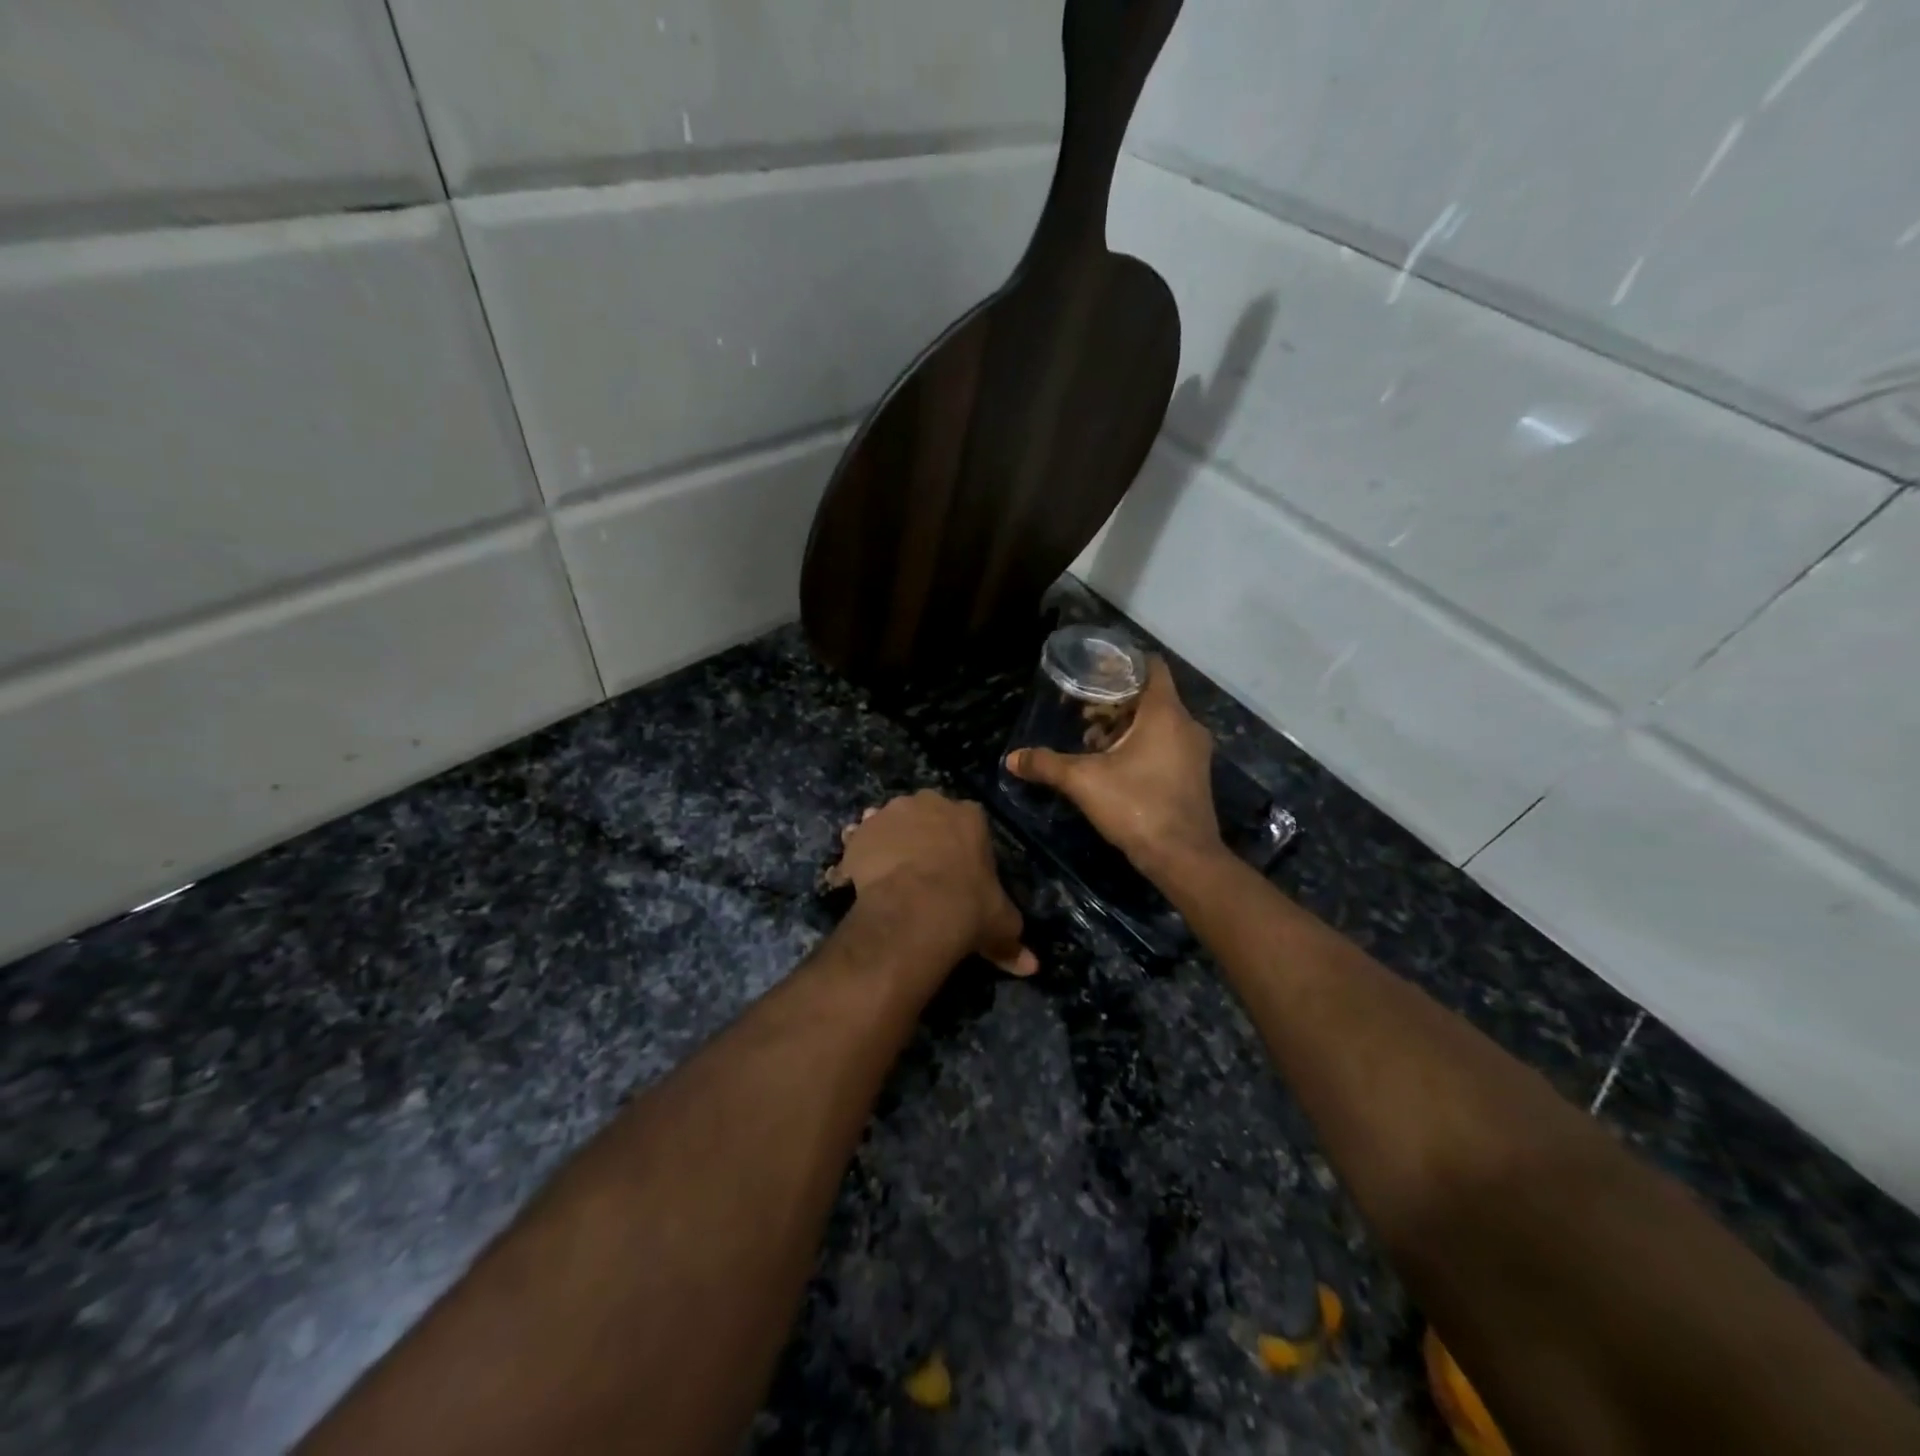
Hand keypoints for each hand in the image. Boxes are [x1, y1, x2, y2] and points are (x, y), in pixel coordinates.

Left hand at [825, 791, 1036, 975]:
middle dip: (922, 836)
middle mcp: (929, 803)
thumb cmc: (968, 907)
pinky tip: (858, 880)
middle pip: (926, 815)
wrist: (914, 910)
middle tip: (922, 872)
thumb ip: (1013, 941)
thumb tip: (1032, 967)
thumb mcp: (1001, 924)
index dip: (961, 845)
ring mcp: (890, 814)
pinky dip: (858, 857)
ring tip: (887, 875)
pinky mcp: (860, 833)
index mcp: (970, 815)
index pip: (968, 822)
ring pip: (889, 824)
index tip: (957, 870)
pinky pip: (859, 842)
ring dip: (888, 841)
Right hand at [1005, 656, 1223, 881]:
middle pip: (1150, 696)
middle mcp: (1186, 724)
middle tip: (1082, 711)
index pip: (1151, 666)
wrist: (1183, 858)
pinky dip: (1142, 745)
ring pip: (1158, 723)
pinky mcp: (1194, 774)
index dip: (1123, 662)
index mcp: (1165, 713)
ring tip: (1092, 741)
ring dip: (1127, 726)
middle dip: (1115, 701)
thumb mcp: (1084, 782)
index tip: (1095, 669)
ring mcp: (1194, 751)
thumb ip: (1047, 765)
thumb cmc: (1137, 806)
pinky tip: (1115, 765)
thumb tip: (1011, 759)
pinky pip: (1167, 744)